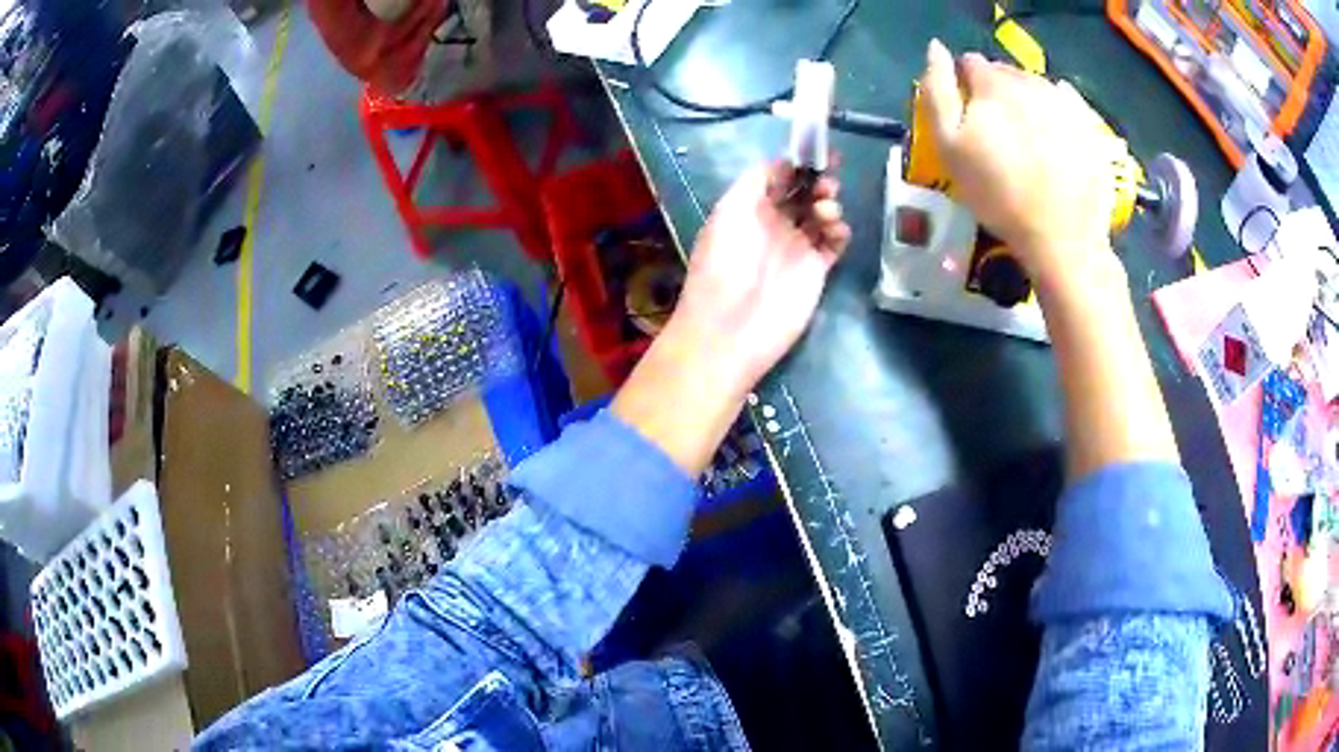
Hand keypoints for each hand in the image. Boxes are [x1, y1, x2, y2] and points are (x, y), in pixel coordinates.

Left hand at [611, 162, 848, 474]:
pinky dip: (840, 231)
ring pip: (822, 214)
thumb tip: (783, 163)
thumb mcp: (730, 210)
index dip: (797, 164)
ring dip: (829, 204)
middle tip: (827, 182)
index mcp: (749, 208)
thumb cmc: (724, 263)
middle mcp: (773, 224)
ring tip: (825, 211)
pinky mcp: (817, 270)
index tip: (817, 153)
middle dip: (819, 181)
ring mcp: (796, 247)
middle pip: (804, 193)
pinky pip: (835, 242)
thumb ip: (756, 181)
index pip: (779, 178)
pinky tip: (834, 230)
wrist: (732, 327)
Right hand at [921, 40, 1123, 291]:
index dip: (964, 86)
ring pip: (1035, 85)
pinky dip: (1056, 108)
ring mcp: (1064, 101)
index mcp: (993, 83)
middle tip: (998, 132)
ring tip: (1027, 138)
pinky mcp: (1089, 124)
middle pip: (1005, 73)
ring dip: (1026, 100)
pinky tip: (1054, 132)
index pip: (970, 63)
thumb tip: (935, 47)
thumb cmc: (998, 194)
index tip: (968, 117)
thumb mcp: (949, 146)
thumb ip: (937, 91)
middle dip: (996, 92)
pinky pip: (1067, 101)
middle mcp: (1030, 81)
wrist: (1062, 237)